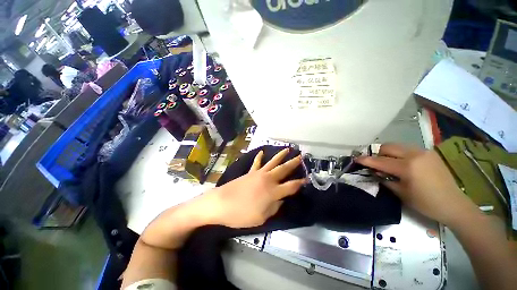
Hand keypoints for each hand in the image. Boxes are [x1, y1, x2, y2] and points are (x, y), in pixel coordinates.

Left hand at [203, 148, 306, 227]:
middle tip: (301, 157)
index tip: (307, 179)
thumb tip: (281, 199)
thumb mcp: (261, 218)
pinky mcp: (250, 172)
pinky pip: (257, 163)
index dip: (300, 183)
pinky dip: (259, 157)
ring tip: (288, 149)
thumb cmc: (241, 214)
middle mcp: (268, 179)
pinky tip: (262, 152)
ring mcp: (258, 174)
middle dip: (293, 163)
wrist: (221, 203)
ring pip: (273, 162)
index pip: (291, 186)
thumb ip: (274, 208)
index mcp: (273, 192)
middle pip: (284, 169)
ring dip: (281, 155)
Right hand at [356, 143, 478, 226]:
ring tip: (388, 163)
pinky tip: (402, 163)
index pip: (380, 161)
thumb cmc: (426, 203)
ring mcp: (423, 152)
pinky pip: (408, 149)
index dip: (366, 160)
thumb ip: (385, 179)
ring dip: (388, 153)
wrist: (454, 204)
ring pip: (397, 146)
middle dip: (378, 153)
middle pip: (388, 147)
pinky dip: (400, 154)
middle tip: (375, 163)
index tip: (356, 159)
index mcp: (407, 167)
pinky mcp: (429, 153)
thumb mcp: (401, 193)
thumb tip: (375, 171)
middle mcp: (415, 155)